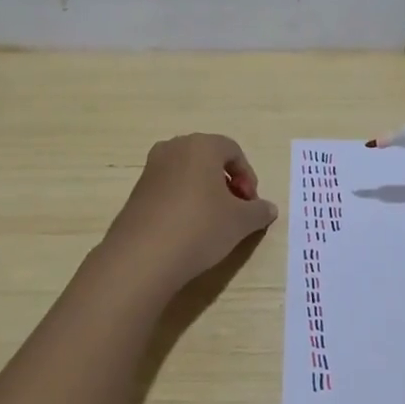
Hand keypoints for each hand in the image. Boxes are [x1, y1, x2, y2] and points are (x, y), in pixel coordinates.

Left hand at [100, 134, 277, 295]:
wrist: (143, 257)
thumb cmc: (201, 227)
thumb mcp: (241, 222)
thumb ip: (259, 211)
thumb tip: (268, 208)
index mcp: (201, 146)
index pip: (233, 151)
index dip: (248, 177)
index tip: (251, 204)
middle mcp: (173, 148)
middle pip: (209, 159)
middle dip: (226, 182)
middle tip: (235, 210)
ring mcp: (151, 169)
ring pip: (187, 174)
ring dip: (205, 192)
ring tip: (213, 222)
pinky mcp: (136, 192)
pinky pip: (169, 189)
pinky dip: (183, 202)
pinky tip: (188, 230)